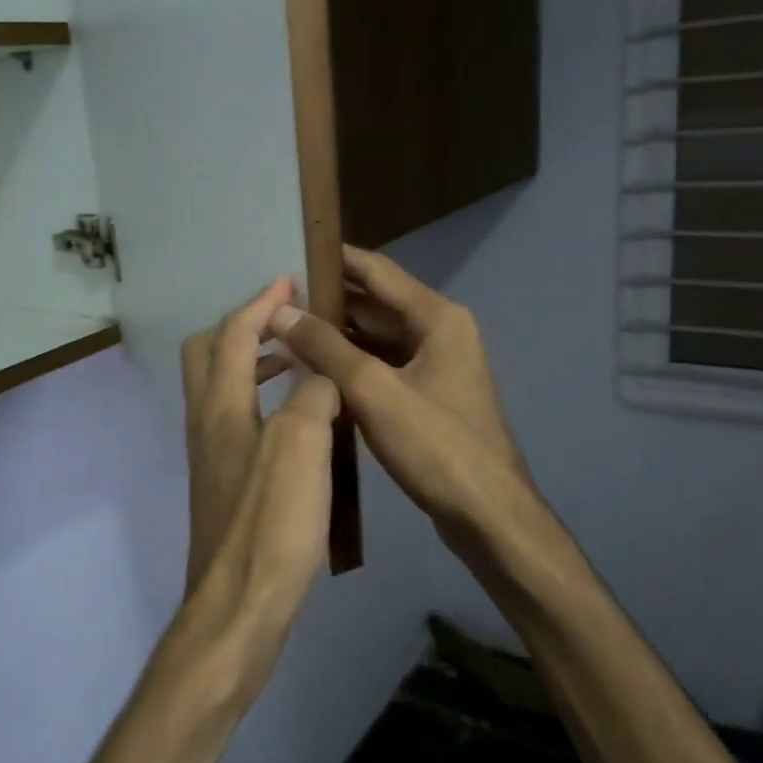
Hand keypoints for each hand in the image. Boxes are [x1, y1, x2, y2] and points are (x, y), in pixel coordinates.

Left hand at [173, 278, 341, 704]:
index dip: (260, 303)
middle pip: (208, 355)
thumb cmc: (271, 522)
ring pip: (222, 389)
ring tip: (299, 362)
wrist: (239, 606)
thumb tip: (321, 372)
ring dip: (255, 363)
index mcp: (219, 405)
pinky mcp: (224, 484)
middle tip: (288, 322)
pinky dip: (262, 400)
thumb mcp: (303, 445)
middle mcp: (205, 423)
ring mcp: (211, 456)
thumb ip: (313, 394)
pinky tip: (297, 422)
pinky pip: (237, 420)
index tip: (289, 280)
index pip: (232, 334)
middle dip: (244, 328)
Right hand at [269, 247, 529, 558]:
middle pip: (376, 305)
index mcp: (438, 318)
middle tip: (275, 299)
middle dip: (328, 301)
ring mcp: (436, 367)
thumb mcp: (374, 390)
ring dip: (336, 336)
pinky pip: (383, 368)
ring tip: (284, 331)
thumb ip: (325, 347)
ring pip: (377, 340)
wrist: (487, 515)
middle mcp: (440, 333)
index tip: (293, 248)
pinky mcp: (428, 398)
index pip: (378, 272)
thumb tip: (281, 312)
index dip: (336, 259)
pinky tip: (313, 371)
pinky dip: (351, 366)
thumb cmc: (436, 445)